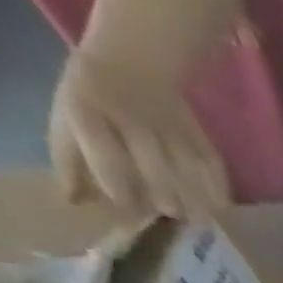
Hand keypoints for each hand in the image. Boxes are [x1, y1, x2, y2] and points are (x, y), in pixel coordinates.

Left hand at [48, 46, 227, 219]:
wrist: (132, 62)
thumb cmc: (92, 100)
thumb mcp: (65, 120)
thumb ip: (69, 161)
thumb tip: (75, 201)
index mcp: (87, 110)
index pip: (106, 160)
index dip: (119, 193)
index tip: (128, 212)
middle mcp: (130, 117)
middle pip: (156, 172)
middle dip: (163, 202)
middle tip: (166, 217)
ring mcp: (169, 124)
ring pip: (189, 175)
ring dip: (195, 203)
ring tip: (195, 221)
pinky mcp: (198, 133)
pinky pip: (213, 170)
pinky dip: (217, 193)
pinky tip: (216, 208)